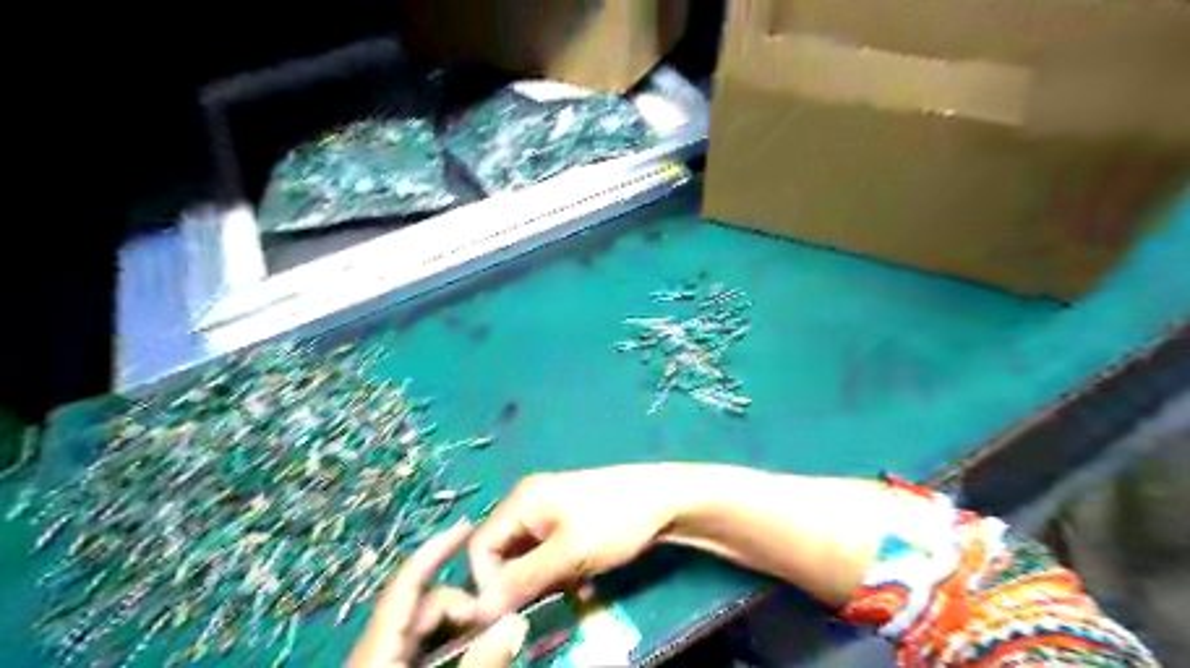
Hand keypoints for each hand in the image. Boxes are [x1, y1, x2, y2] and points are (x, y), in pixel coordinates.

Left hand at [347, 523, 527, 666]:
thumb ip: (479, 664)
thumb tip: (515, 621)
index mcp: (378, 651)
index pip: (407, 583)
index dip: (435, 550)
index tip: (467, 529)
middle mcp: (381, 651)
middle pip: (426, 606)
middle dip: (465, 605)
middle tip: (500, 624)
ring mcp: (389, 666)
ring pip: (432, 630)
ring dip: (466, 629)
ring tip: (494, 642)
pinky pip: (431, 652)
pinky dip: (457, 648)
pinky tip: (479, 655)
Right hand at [466, 467, 682, 618]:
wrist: (663, 499)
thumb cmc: (612, 521)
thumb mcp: (566, 555)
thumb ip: (521, 581)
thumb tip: (481, 610)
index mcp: (521, 500)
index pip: (481, 546)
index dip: (487, 583)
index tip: (509, 612)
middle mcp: (528, 501)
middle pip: (503, 550)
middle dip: (517, 583)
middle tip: (541, 604)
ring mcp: (549, 509)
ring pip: (527, 555)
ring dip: (540, 581)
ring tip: (567, 593)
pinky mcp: (569, 519)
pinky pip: (548, 552)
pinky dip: (557, 572)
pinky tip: (580, 584)